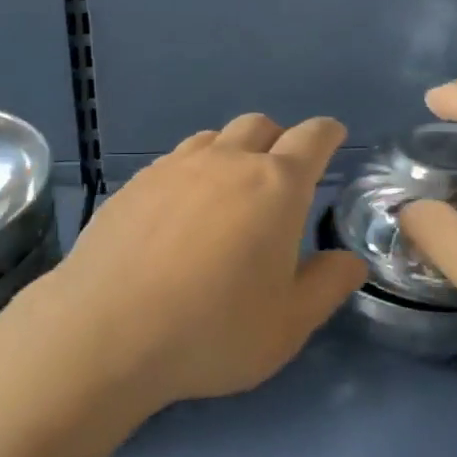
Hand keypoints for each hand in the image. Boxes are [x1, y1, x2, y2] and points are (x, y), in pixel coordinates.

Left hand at [37, 113, 367, 412]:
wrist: (107, 331)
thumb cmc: (212, 330)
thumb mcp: (288, 324)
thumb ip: (327, 286)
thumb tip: (349, 260)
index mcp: (276, 185)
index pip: (312, 138)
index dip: (327, 134)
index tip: (332, 139)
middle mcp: (226, 161)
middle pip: (260, 125)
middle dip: (279, 140)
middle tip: (281, 177)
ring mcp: (174, 167)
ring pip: (214, 137)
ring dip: (233, 152)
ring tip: (229, 192)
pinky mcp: (135, 183)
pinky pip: (175, 160)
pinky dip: (192, 171)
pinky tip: (181, 211)